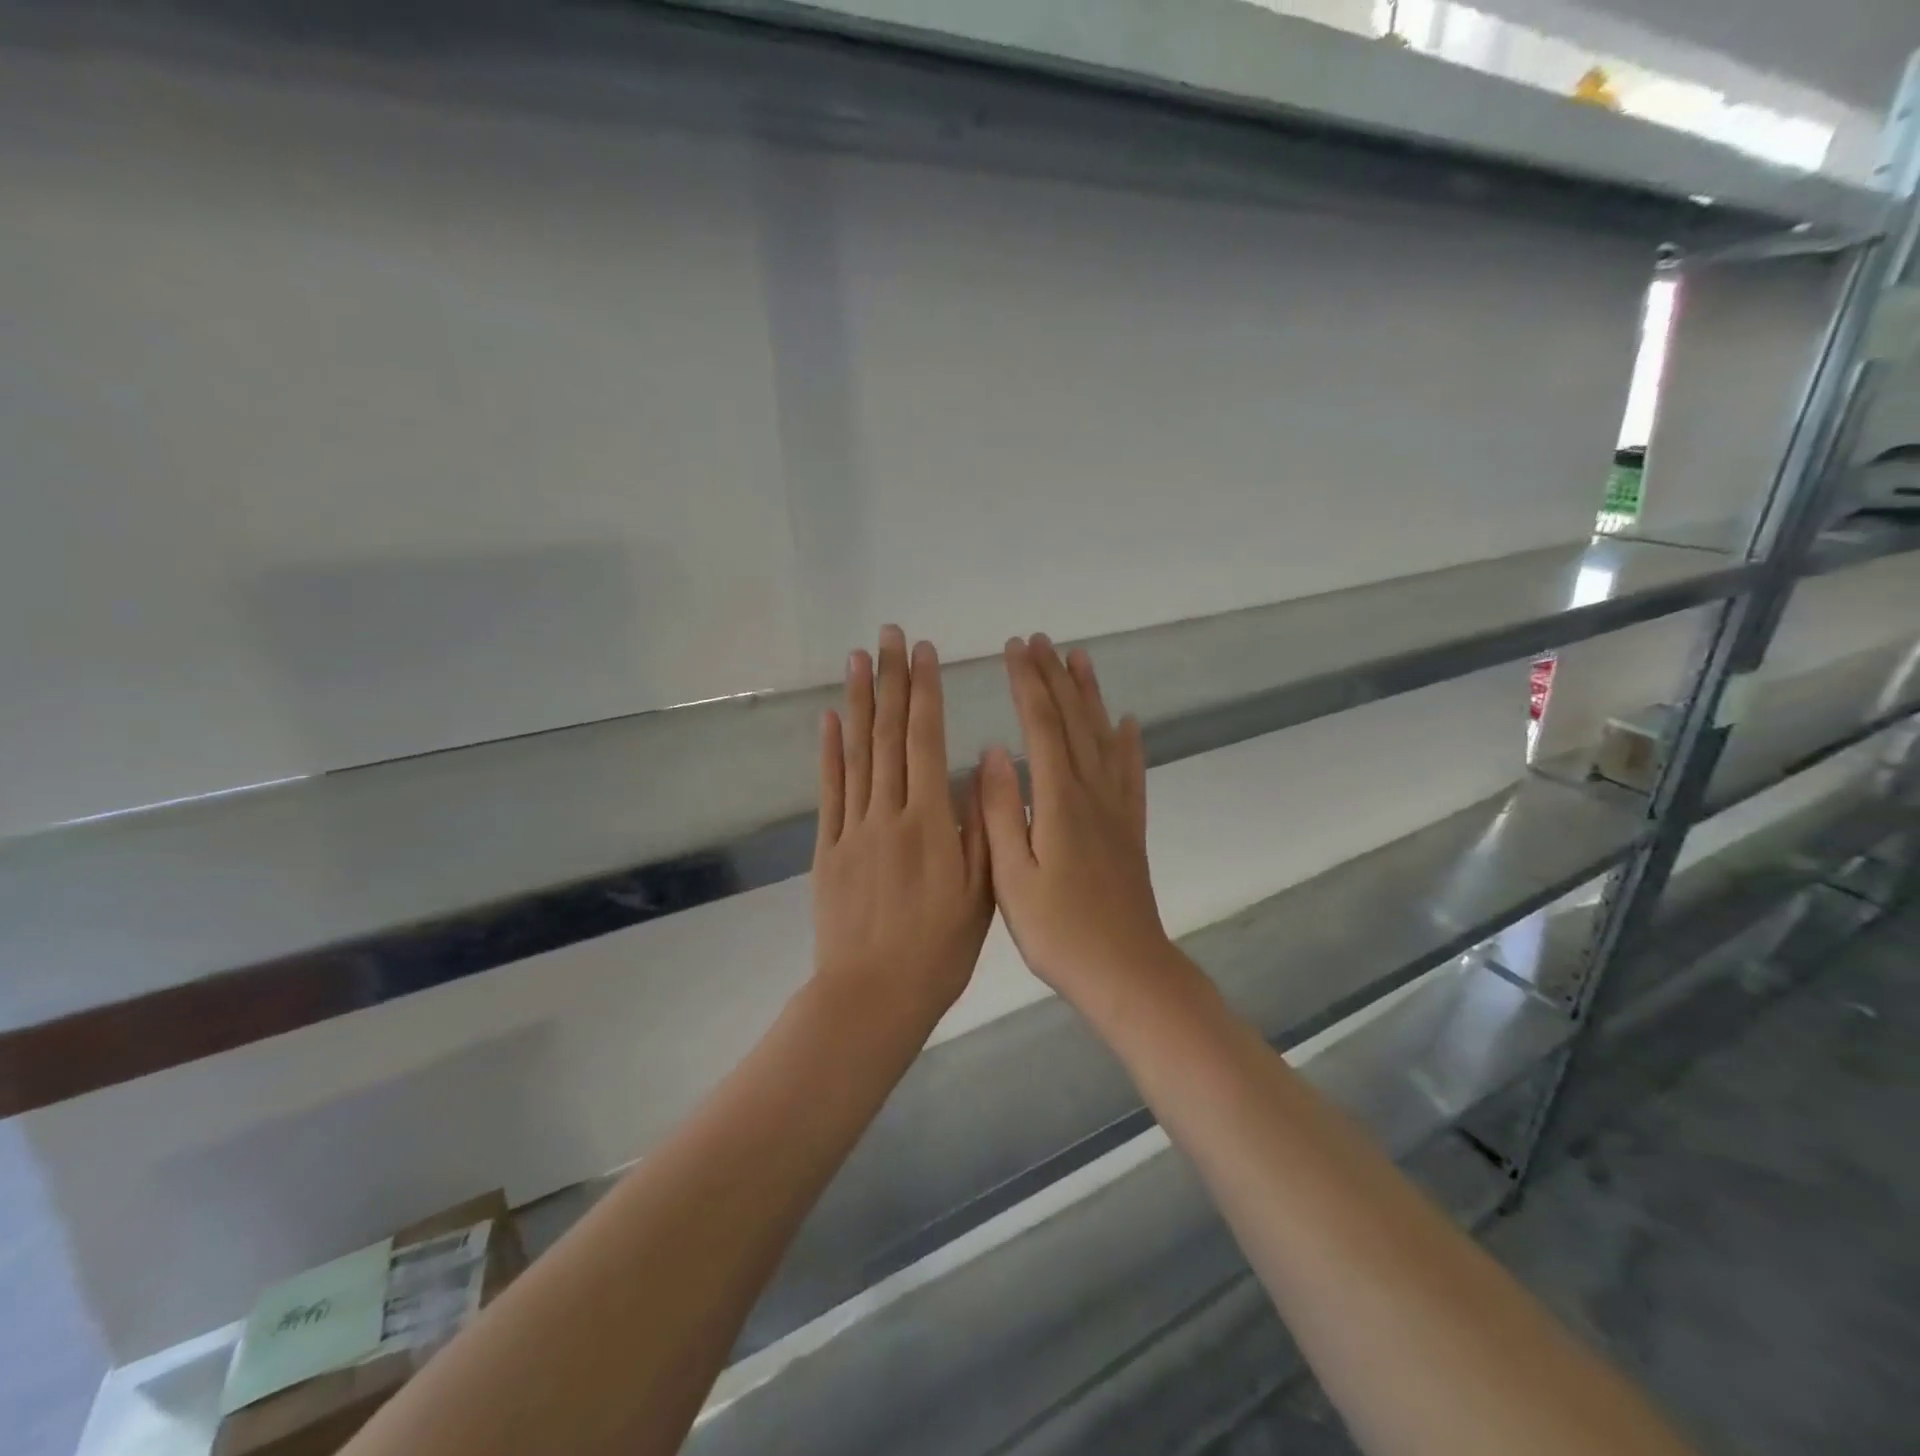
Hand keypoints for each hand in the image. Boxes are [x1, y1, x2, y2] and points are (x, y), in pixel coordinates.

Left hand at [812, 626, 992, 1024]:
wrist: (872, 996)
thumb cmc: (939, 950)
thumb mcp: (980, 893)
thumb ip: (978, 827)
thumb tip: (977, 766)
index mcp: (929, 823)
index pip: (925, 741)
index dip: (925, 693)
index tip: (924, 653)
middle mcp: (888, 813)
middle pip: (888, 735)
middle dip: (891, 680)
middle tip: (890, 635)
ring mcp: (853, 828)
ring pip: (856, 753)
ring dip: (857, 702)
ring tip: (858, 659)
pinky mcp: (828, 848)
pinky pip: (829, 791)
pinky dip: (828, 752)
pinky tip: (829, 720)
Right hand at [981, 635, 1179, 1022]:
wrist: (1125, 971)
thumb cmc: (1059, 931)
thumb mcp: (1012, 877)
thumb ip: (1000, 812)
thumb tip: (992, 752)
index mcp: (1058, 801)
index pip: (1041, 726)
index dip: (1027, 684)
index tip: (1013, 649)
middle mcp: (1092, 792)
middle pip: (1074, 720)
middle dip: (1054, 677)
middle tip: (1039, 640)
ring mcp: (1117, 808)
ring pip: (1104, 736)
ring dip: (1090, 694)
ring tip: (1081, 658)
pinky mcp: (1131, 827)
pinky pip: (1131, 772)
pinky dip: (1129, 741)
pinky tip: (1127, 722)